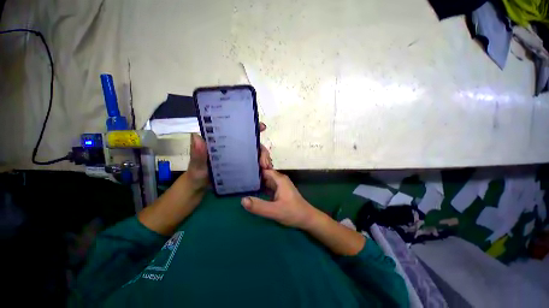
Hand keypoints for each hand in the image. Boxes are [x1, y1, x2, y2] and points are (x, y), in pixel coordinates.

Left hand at [186, 122, 271, 189]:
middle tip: (265, 163)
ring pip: (256, 153)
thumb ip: (197, 154)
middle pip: (253, 142)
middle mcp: (235, 146)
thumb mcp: (196, 164)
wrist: (201, 187)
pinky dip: (262, 166)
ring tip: (266, 169)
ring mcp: (240, 156)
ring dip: (264, 159)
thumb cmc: (197, 173)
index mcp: (224, 140)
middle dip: (262, 150)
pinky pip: (255, 163)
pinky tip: (264, 172)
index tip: (262, 127)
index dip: (251, 126)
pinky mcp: (243, 165)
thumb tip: (197, 137)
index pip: (239, 129)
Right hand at [241, 169, 319, 229]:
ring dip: (257, 182)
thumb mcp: (274, 211)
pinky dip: (261, 188)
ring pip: (266, 181)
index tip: (242, 172)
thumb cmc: (293, 213)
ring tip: (243, 183)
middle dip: (254, 176)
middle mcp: (279, 179)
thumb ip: (259, 206)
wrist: (307, 219)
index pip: (264, 170)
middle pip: (264, 174)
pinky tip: (252, 191)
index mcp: (279, 179)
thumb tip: (242, 200)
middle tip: (240, 178)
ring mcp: (280, 185)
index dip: (254, 170)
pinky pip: (268, 186)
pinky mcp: (279, 191)